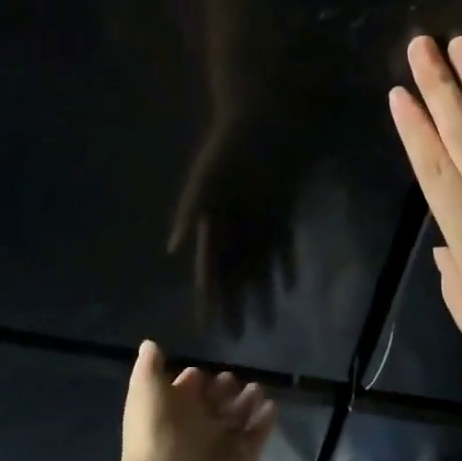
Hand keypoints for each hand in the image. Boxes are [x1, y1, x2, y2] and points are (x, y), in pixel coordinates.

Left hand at [112, 340, 275, 460]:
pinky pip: (258, 435)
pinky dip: (265, 421)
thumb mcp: (146, 392)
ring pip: (238, 417)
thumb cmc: (156, 436)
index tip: (202, 370)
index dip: (193, 380)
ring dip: (248, 401)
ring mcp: (222, 444)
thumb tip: (150, 344)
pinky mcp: (244, 460)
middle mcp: (198, 426)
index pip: (187, 390)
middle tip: (234, 378)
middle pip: (215, 402)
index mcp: (174, 410)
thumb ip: (149, 367)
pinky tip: (272, 406)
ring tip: (257, 388)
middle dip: (225, 388)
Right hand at [167, 107, 303, 333]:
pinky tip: (288, 287)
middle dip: (235, 305)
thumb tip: (173, 248)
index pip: (209, 270)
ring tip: (265, 322)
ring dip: (261, 293)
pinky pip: (282, 246)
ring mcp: (258, 223)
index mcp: (212, 223)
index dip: (209, 298)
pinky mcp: (280, 213)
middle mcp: (235, 229)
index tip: (208, 327)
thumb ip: (190, 212)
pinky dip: (285, 266)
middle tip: (239, 338)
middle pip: (235, 275)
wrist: (261, 122)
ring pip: (259, 267)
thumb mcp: (205, 179)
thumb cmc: (227, 150)